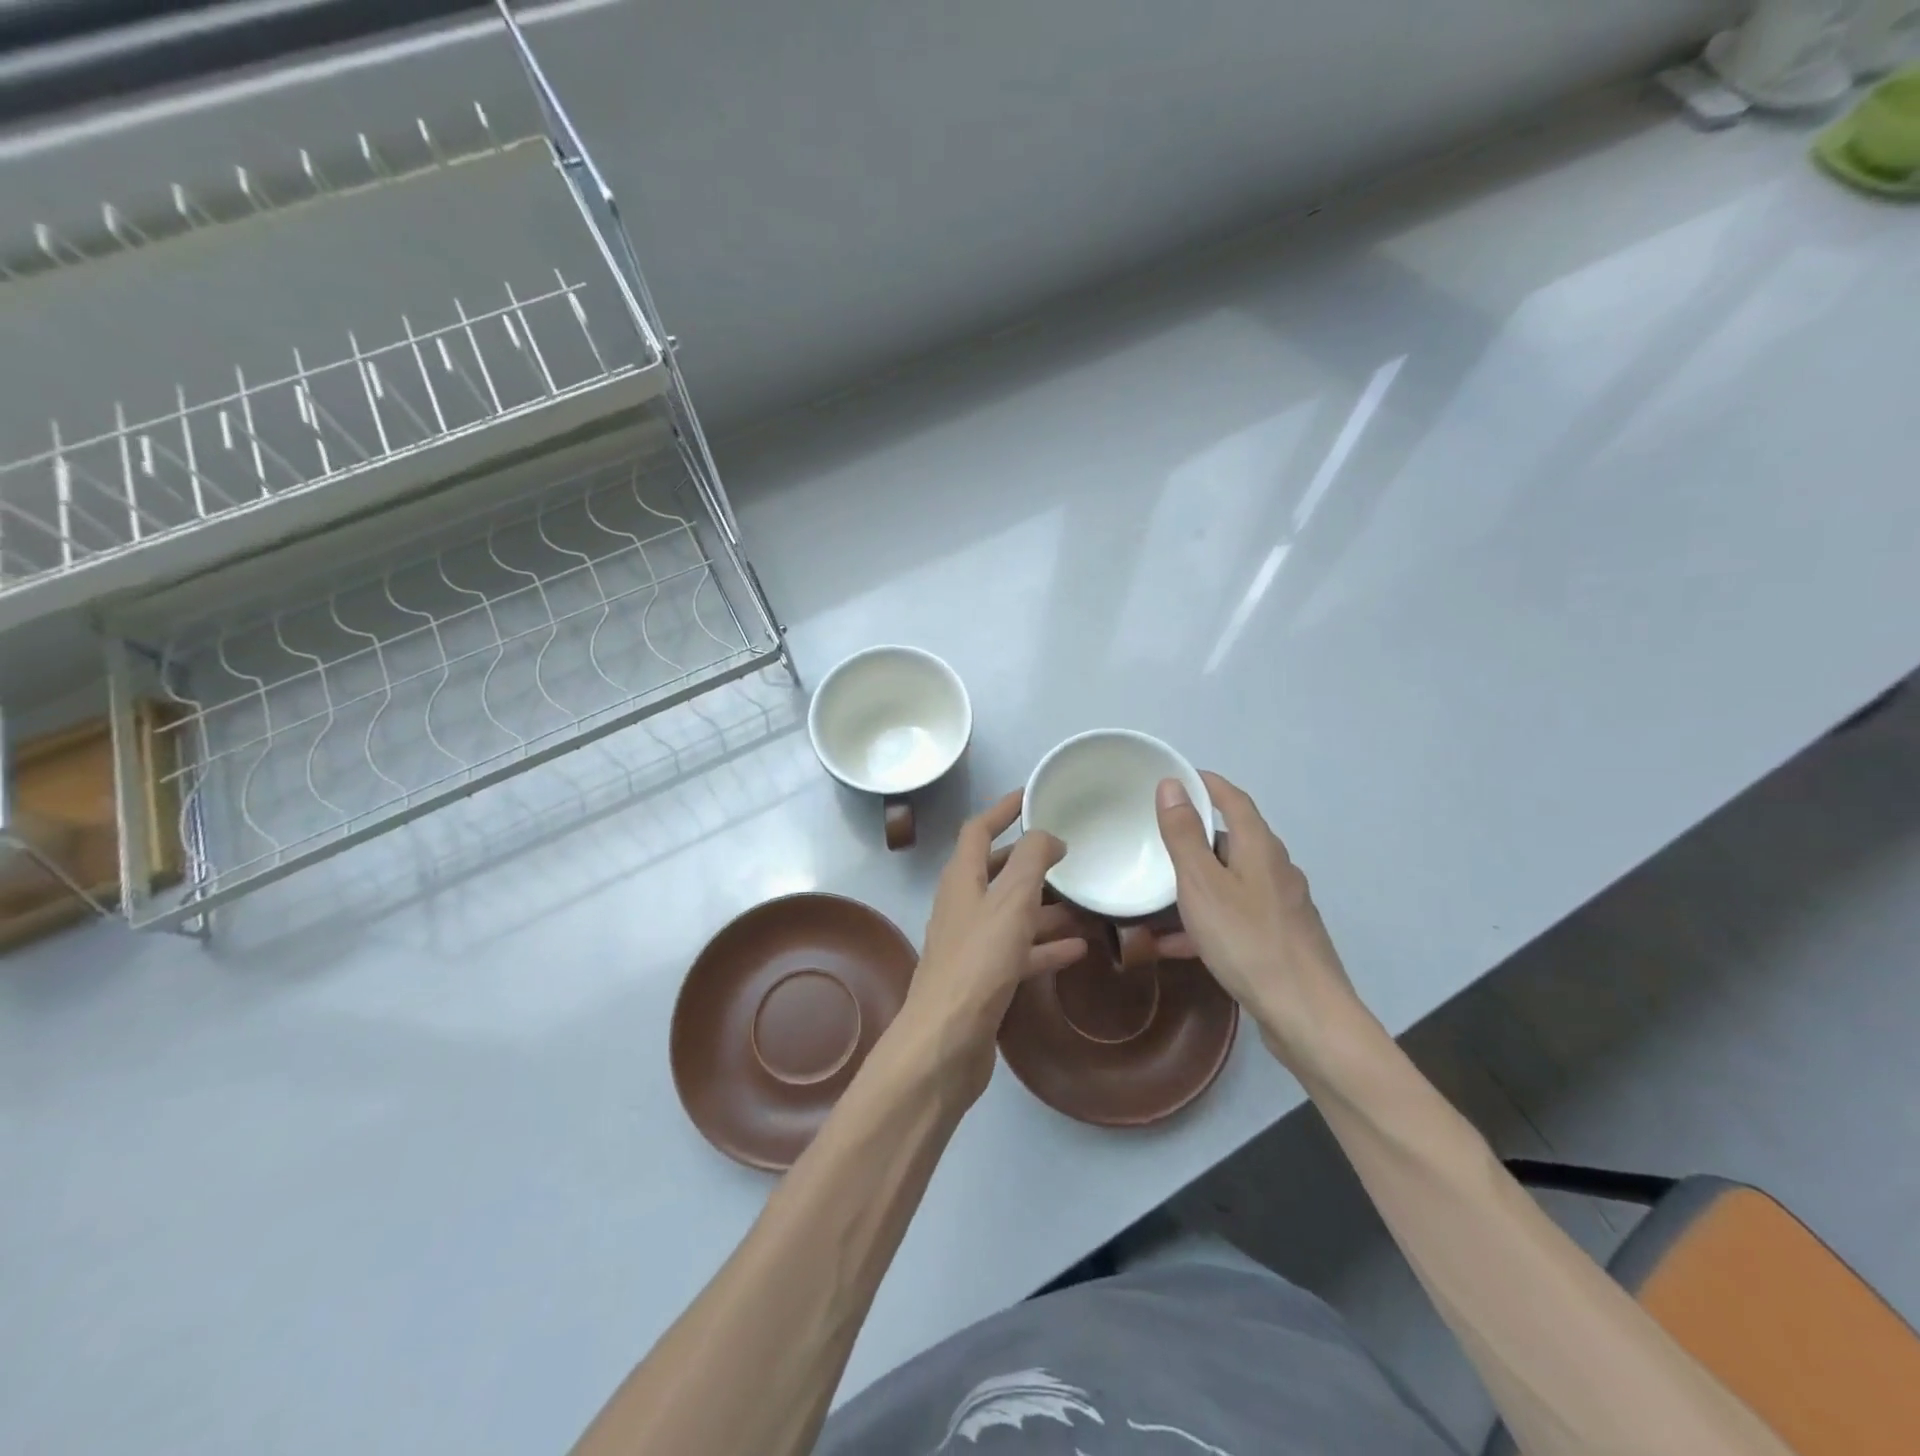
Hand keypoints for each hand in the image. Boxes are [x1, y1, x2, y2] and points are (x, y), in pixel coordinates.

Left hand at [895, 791, 1088, 1099]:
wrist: (947, 1042)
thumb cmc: (979, 961)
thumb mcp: (1011, 900)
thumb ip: (1031, 860)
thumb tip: (1048, 836)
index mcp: (961, 879)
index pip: (978, 829)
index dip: (1003, 809)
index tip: (1032, 795)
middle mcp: (962, 906)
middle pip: (995, 870)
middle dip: (1027, 858)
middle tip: (1067, 850)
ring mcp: (971, 944)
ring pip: (1011, 913)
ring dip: (1044, 905)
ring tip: (1084, 900)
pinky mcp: (984, 979)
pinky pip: (1020, 951)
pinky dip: (1045, 946)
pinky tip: (1079, 949)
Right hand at [1154, 772, 1361, 1063]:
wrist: (1306, 1015)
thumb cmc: (1248, 940)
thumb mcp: (1202, 884)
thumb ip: (1184, 835)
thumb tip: (1172, 785)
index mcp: (1260, 848)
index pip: (1233, 800)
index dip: (1206, 784)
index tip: (1177, 778)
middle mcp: (1276, 870)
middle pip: (1234, 840)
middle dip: (1197, 835)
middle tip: (1158, 836)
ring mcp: (1282, 906)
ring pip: (1232, 881)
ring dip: (1198, 881)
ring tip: (1160, 891)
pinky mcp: (1281, 939)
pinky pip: (1235, 916)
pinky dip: (1207, 919)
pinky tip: (1176, 944)